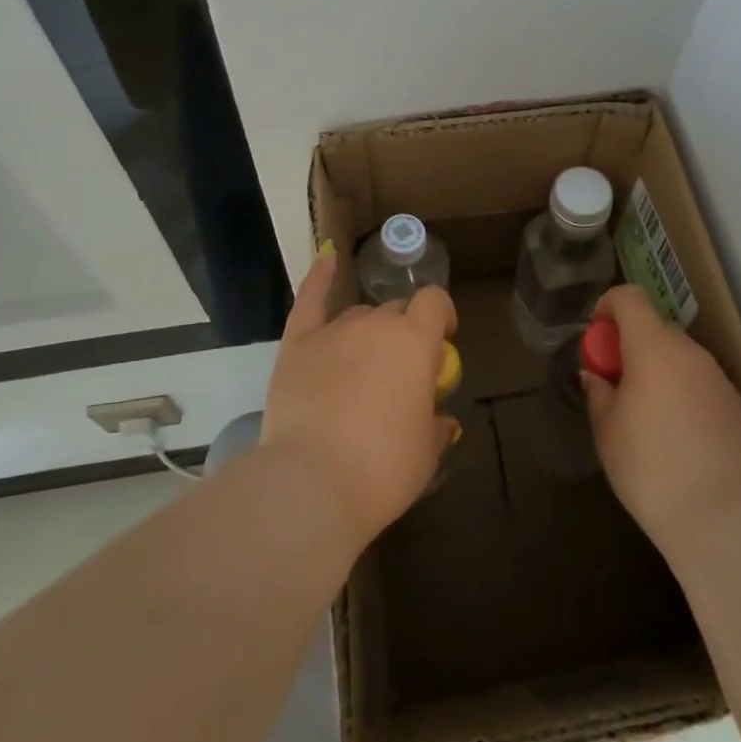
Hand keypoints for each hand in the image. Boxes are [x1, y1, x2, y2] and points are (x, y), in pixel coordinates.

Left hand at [260, 251, 458, 546]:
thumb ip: (436, 426)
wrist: (312, 483)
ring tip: (364, 365)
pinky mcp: (297, 343)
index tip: (443, 340)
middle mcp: (376, 324)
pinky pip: (310, 299)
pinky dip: (320, 277)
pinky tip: (327, 258)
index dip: (442, 315)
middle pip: (396, 310)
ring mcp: (333, 330)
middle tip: (401, 370)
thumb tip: (441, 419)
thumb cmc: (382, 470)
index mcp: (414, 342)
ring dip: (368, 331)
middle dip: (404, 331)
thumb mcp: (426, 455)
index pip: (435, 303)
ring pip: (359, 314)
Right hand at [583, 284, 740, 553]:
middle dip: (631, 346)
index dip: (608, 307)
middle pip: (655, 328)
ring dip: (658, 369)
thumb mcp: (607, 431)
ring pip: (679, 357)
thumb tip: (597, 376)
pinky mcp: (737, 407)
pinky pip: (699, 382)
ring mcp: (718, 379)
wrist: (725, 521)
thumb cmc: (651, 470)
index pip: (630, 298)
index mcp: (654, 348)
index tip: (598, 339)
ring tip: (645, 415)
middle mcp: (690, 353)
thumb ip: (599, 392)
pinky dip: (681, 391)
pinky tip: (676, 435)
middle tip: (616, 385)